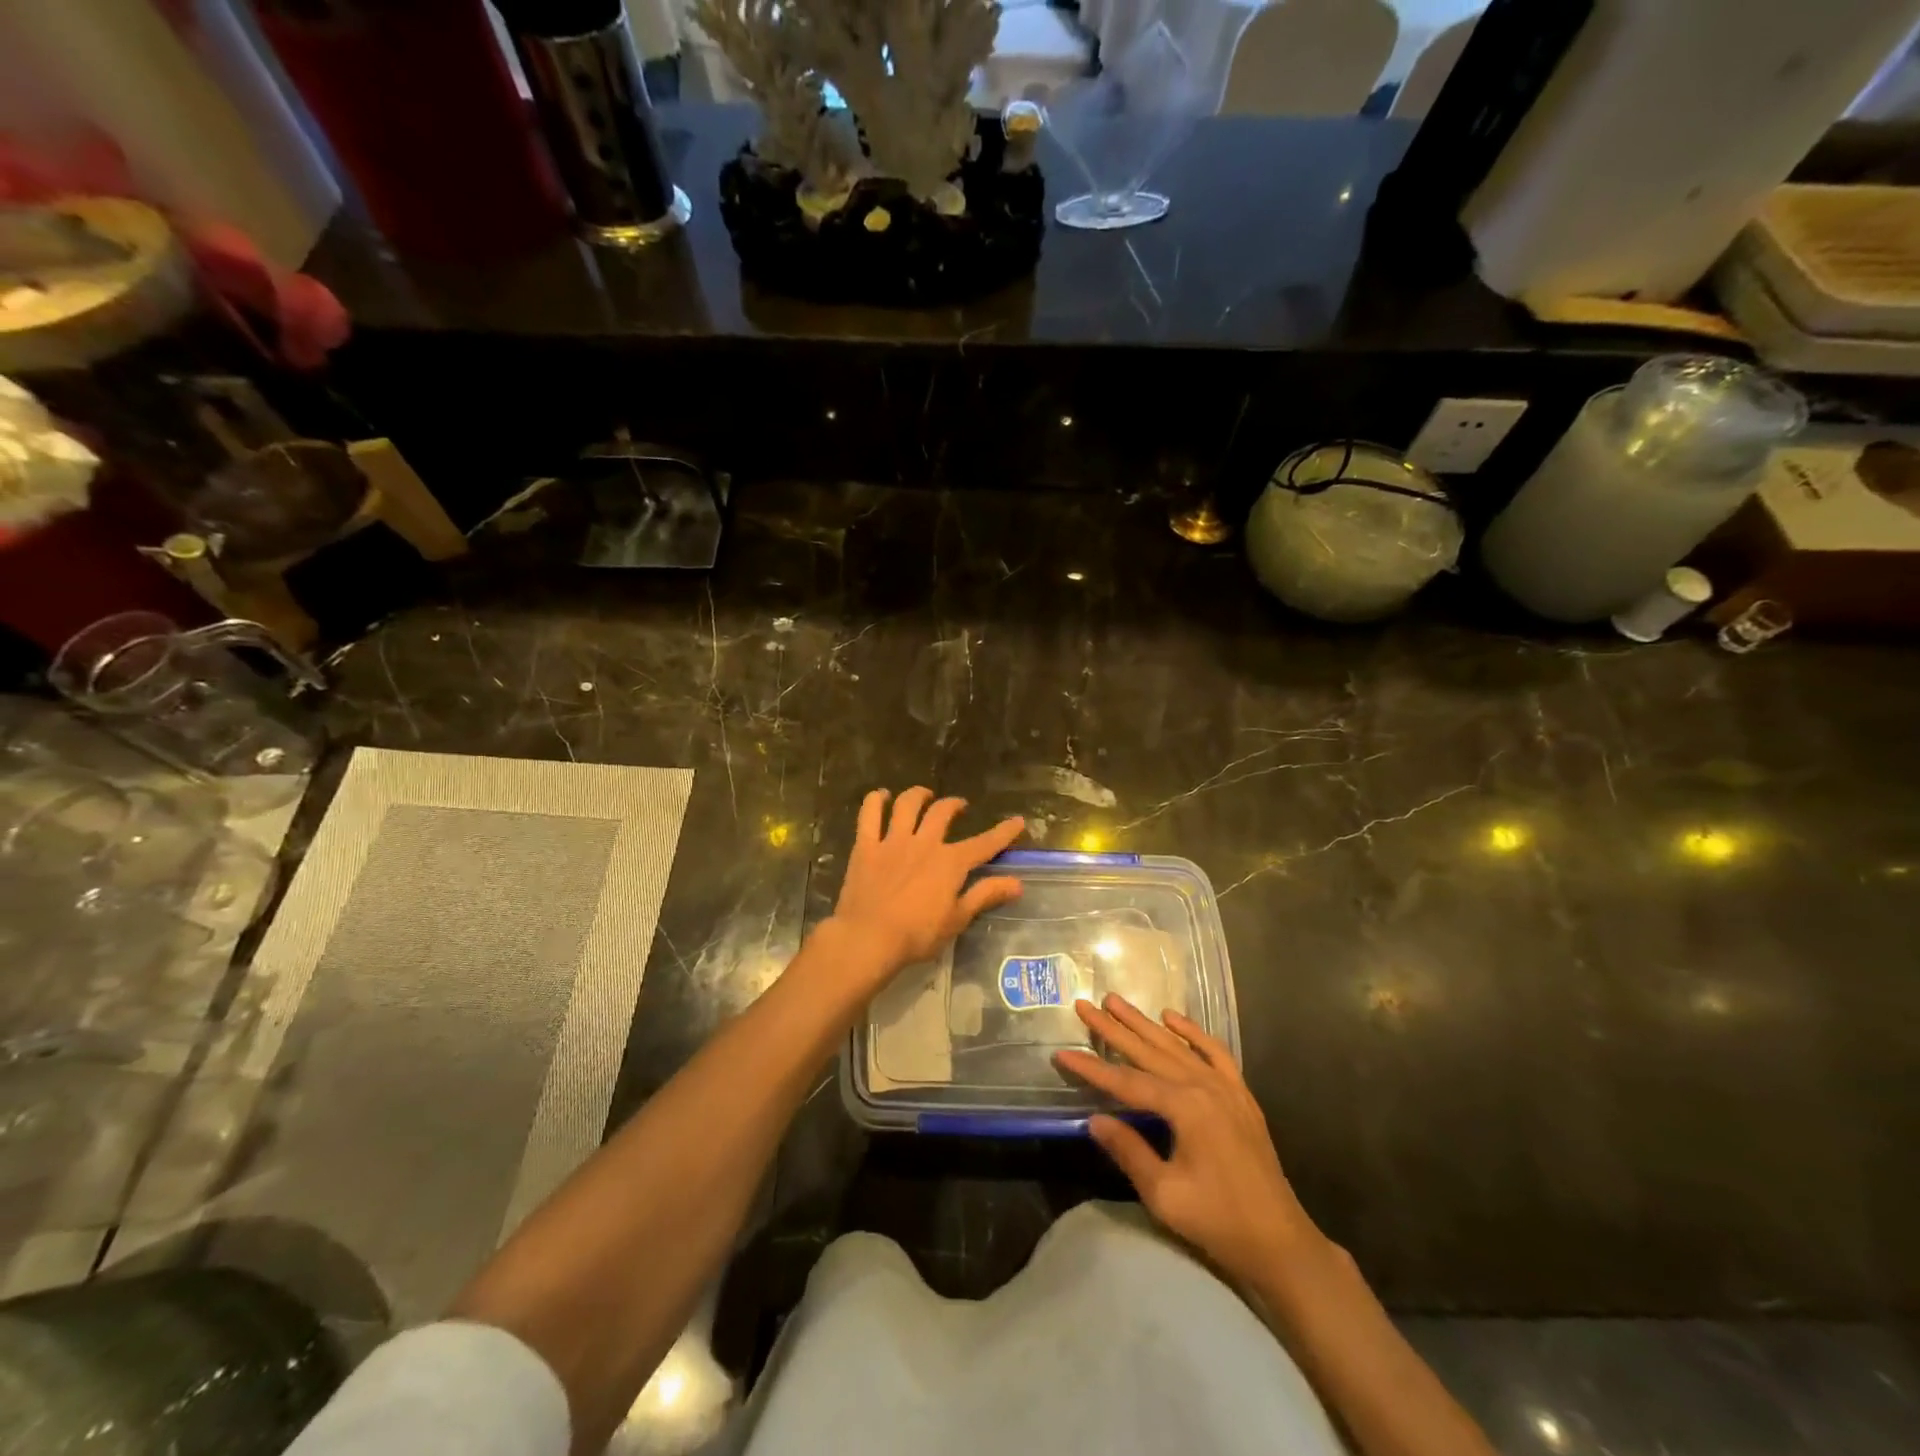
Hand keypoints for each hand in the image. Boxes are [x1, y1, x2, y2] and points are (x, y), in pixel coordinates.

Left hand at [828, 787, 1024, 979]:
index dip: (1003, 832)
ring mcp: (893, 841)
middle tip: (959, 805)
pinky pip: (869, 814)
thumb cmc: (917, 935)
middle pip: (942, 813)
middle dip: (954, 805)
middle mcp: (924, 843)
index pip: (984, 844)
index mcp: (950, 862)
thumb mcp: (957, 919)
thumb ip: (985, 895)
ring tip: (924, 794)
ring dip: (918, 795)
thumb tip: (1017, 883)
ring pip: (907, 805)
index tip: (1018, 821)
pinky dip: (875, 800)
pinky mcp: (866, 847)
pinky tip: (881, 796)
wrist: (868, 938)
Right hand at [1056, 995, 1326, 1292]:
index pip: (1127, 1082)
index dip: (1092, 1069)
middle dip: (1113, 1029)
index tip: (1062, 1053)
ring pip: (1176, 1045)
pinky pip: (1214, 1052)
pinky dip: (1192, 1032)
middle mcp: (1204, 1086)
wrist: (1281, 1242)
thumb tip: (1094, 1119)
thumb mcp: (1165, 1195)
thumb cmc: (1219, 1222)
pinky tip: (1172, 1017)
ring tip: (1116, 1000)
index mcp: (1186, 1107)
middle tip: (1085, 1005)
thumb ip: (1129, 1151)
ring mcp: (1225, 1087)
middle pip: (1149, 1052)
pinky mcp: (1240, 1095)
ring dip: (1143, 1023)